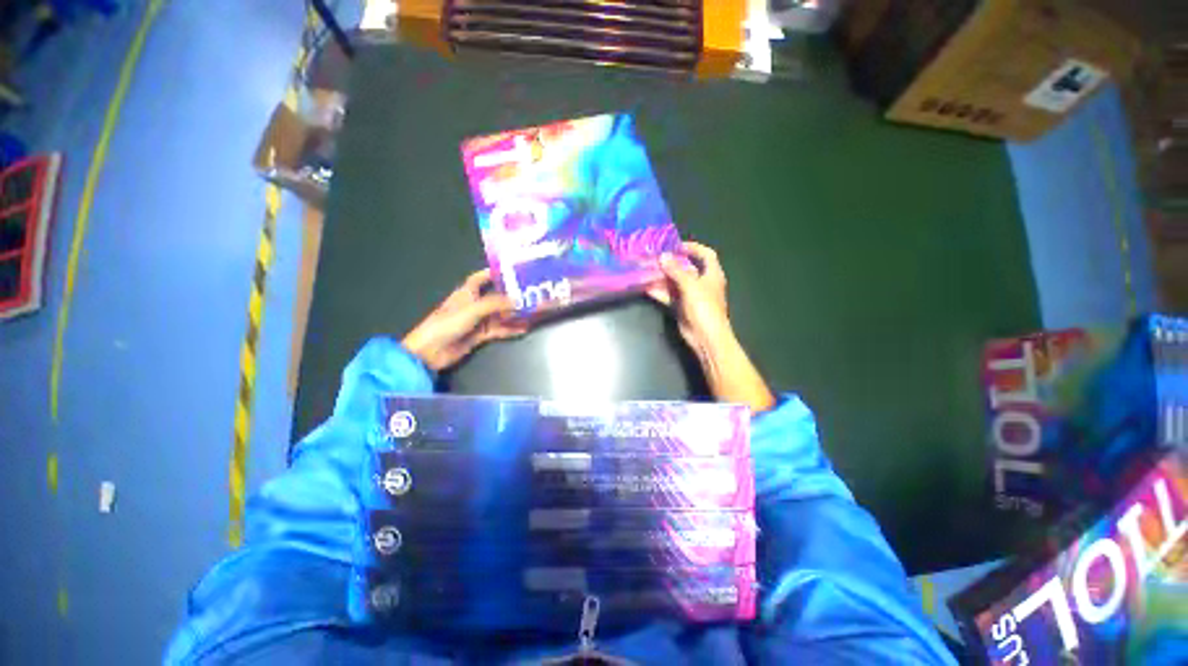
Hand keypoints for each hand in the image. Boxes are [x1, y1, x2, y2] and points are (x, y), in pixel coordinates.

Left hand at [402, 269, 529, 370]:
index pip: (479, 278)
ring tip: (531, 313)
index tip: (510, 272)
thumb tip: (517, 300)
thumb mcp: (472, 310)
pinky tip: (523, 329)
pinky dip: (510, 330)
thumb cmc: (447, 324)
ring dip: (513, 315)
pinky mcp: (479, 335)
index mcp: (466, 293)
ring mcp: (477, 321)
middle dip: (511, 297)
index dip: (492, 273)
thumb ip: (495, 304)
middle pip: (495, 298)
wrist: (431, 351)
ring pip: (499, 315)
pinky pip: (499, 330)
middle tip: (530, 295)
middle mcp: (473, 305)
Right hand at [646, 241, 730, 351]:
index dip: (694, 248)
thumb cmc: (704, 307)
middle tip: (654, 259)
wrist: (706, 337)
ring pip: (675, 283)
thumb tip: (663, 256)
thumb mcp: (690, 285)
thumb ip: (676, 270)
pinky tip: (647, 288)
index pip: (706, 255)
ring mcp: (691, 297)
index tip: (676, 246)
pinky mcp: (682, 308)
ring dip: (662, 278)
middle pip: (687, 269)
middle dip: (671, 264)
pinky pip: (670, 296)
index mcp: (712, 274)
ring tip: (647, 272)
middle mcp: (702, 283)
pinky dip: (660, 292)